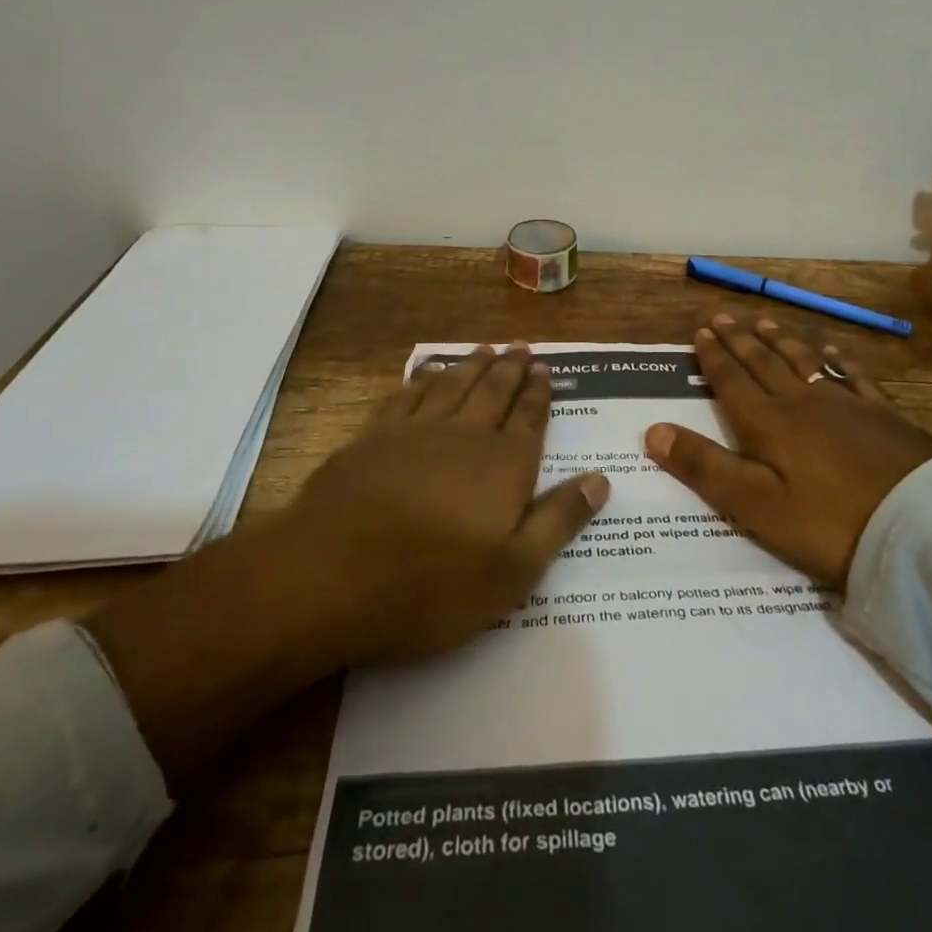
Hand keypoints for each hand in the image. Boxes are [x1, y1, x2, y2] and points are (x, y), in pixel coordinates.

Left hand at [86, 343, 607, 784]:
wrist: (330, 575)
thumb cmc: (432, 584)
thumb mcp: (513, 571)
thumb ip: (559, 520)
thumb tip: (600, 478)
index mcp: (504, 465)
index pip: (529, 417)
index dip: (539, 391)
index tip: (545, 368)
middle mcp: (465, 435)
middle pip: (493, 391)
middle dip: (510, 368)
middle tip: (521, 346)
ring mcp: (416, 432)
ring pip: (453, 385)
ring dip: (472, 365)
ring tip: (485, 348)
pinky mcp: (374, 438)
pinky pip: (408, 394)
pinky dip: (424, 379)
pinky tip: (428, 372)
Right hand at [644, 315, 931, 587]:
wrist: (918, 526)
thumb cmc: (827, 523)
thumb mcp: (755, 506)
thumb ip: (704, 467)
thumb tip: (652, 430)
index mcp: (768, 424)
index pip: (732, 382)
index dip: (713, 357)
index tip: (701, 331)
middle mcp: (802, 402)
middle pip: (764, 363)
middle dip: (740, 341)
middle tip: (724, 318)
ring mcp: (846, 404)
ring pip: (804, 362)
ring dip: (782, 342)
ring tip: (766, 324)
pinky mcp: (882, 414)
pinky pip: (852, 376)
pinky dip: (836, 360)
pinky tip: (832, 351)